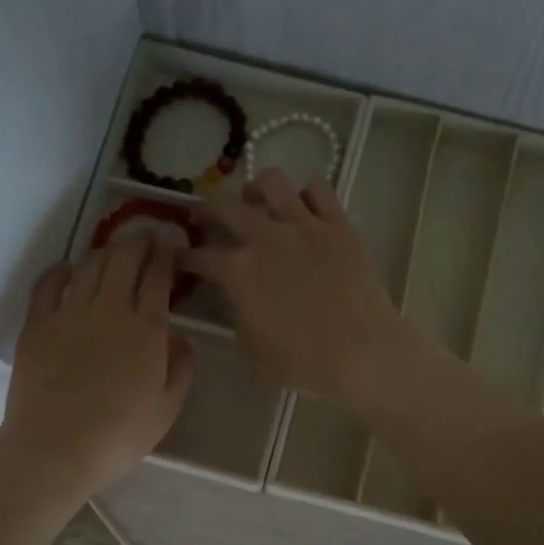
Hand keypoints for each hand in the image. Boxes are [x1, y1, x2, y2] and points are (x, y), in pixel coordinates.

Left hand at [0, 236, 193, 497]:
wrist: (55, 450)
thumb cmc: (119, 436)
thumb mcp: (167, 409)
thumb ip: (180, 367)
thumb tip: (179, 336)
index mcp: (146, 329)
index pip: (157, 275)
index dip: (166, 252)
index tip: (172, 242)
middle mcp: (109, 309)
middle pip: (123, 258)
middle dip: (139, 240)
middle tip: (147, 235)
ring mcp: (68, 313)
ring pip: (89, 265)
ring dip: (106, 251)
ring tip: (115, 250)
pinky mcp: (37, 325)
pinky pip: (49, 284)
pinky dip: (62, 270)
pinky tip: (69, 268)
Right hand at [187, 170, 416, 406]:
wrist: (362, 353)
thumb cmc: (303, 362)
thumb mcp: (252, 346)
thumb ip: (238, 312)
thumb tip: (238, 296)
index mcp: (237, 272)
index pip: (198, 255)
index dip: (184, 257)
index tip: (181, 259)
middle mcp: (264, 237)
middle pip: (224, 205)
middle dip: (206, 210)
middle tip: (206, 219)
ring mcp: (304, 225)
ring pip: (271, 182)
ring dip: (256, 190)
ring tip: (257, 203)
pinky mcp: (338, 224)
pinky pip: (318, 188)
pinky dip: (306, 194)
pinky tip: (304, 209)